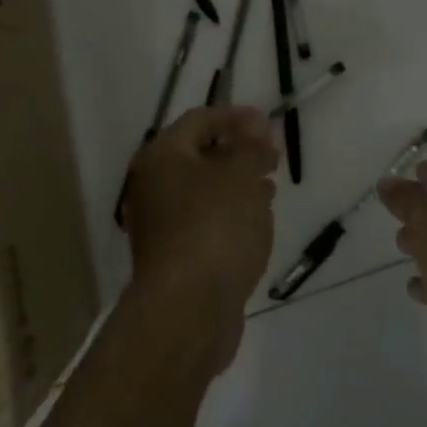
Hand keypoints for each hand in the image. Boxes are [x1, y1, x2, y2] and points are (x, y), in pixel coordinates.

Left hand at [122, 105, 278, 371]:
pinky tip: (255, 222)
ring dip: (236, 183)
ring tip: (269, 188)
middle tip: (272, 156)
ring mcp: (161, 224)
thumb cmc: (215, 229)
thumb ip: (251, 145)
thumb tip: (256, 125)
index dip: (235, 116)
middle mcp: (154, 185)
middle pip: (198, 155)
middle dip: (238, 151)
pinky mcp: (174, 256)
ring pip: (203, 190)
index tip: (269, 123)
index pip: (199, 119)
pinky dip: (229, 213)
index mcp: (163, 157)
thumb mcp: (241, 176)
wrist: (187, 310)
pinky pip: (204, 221)